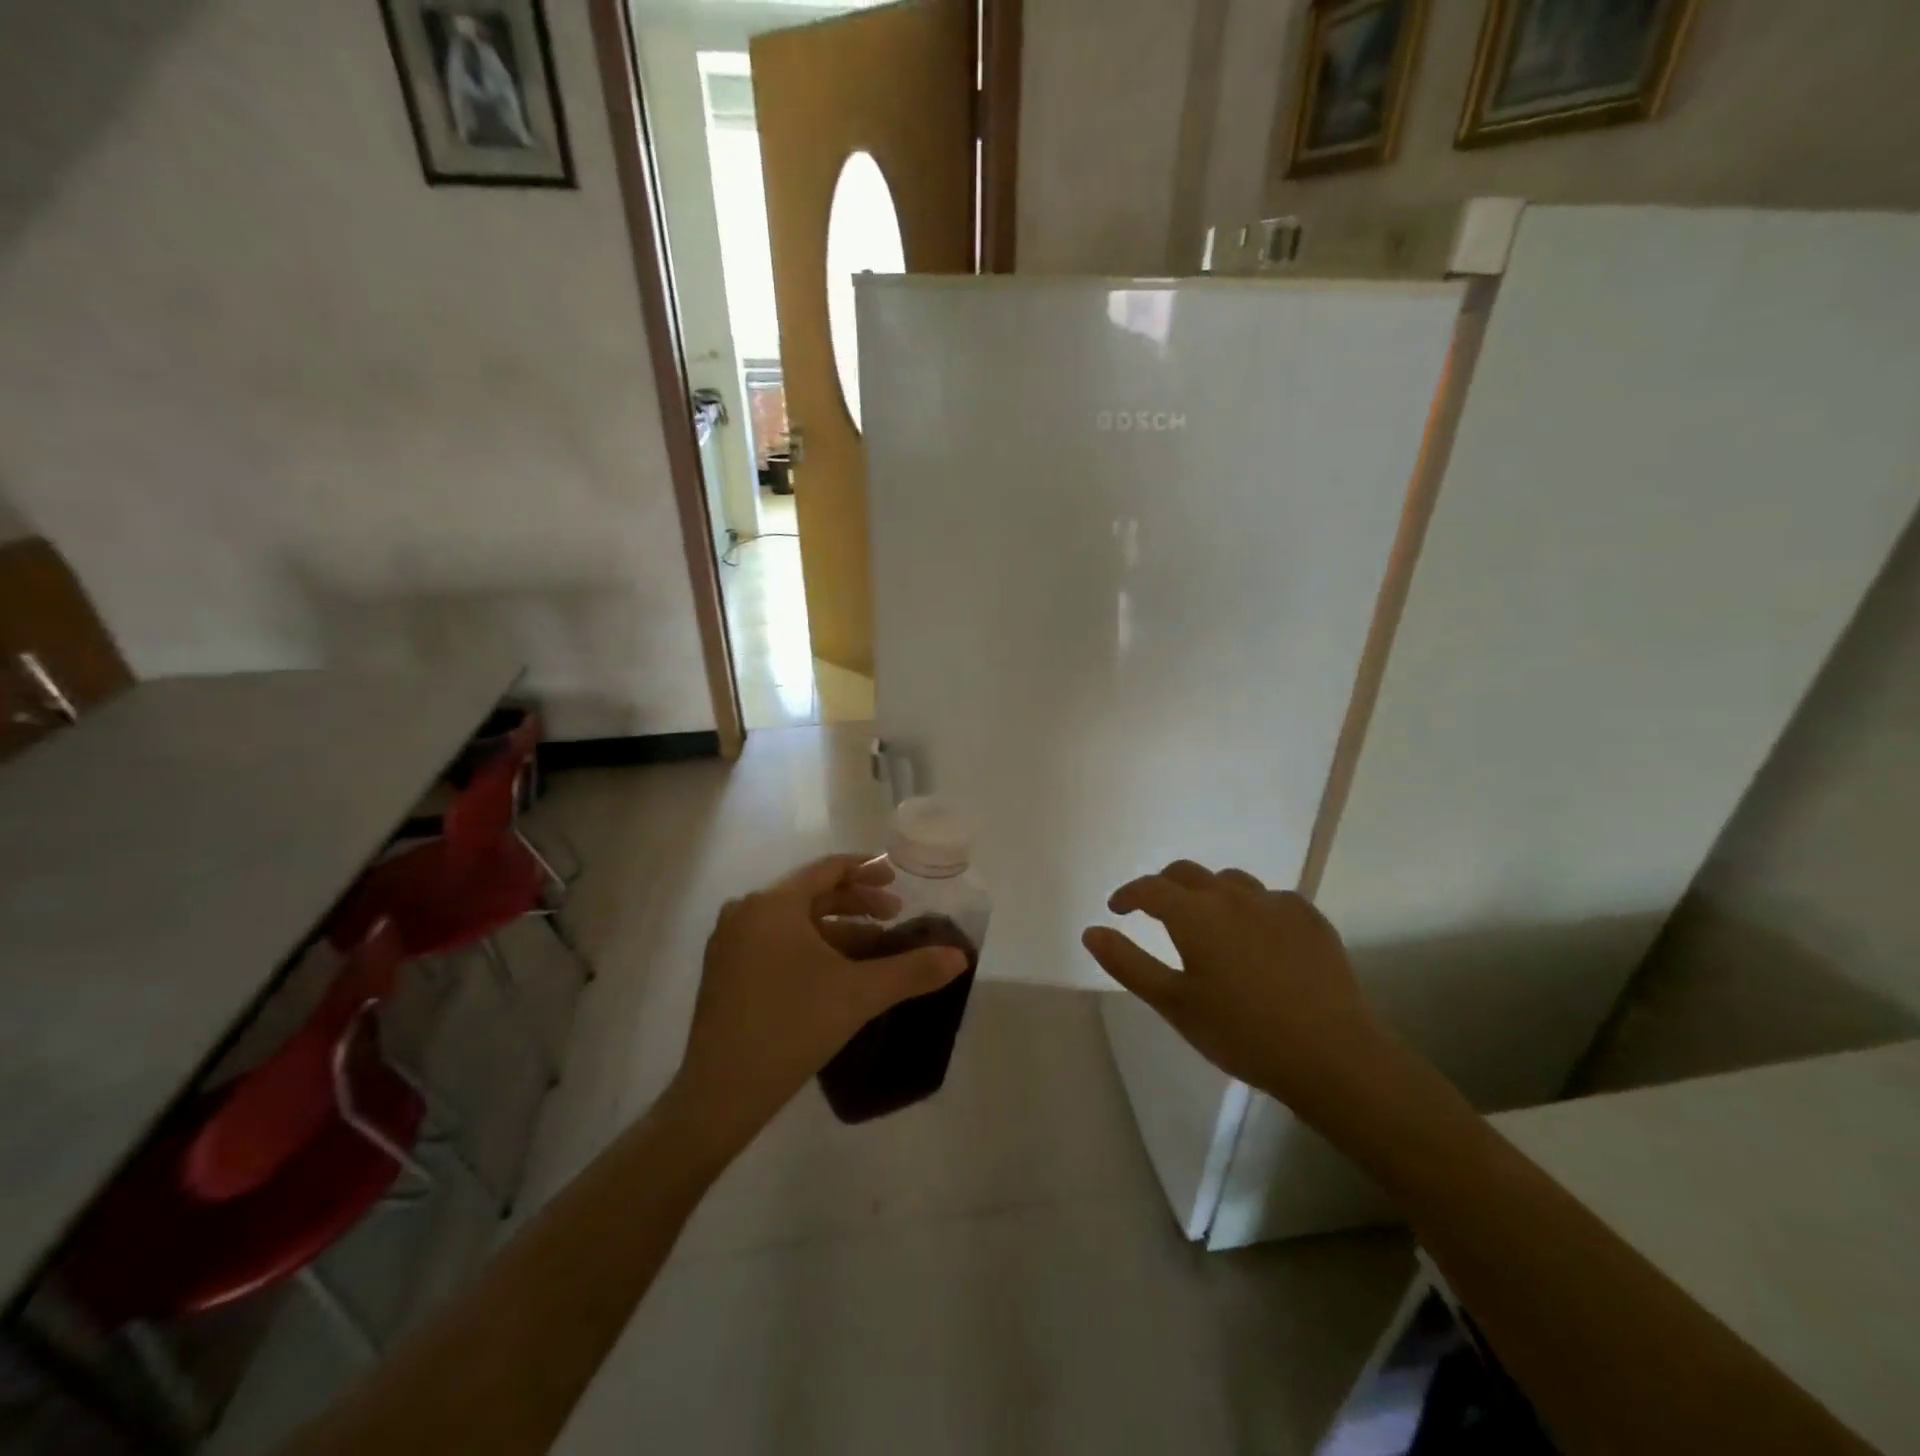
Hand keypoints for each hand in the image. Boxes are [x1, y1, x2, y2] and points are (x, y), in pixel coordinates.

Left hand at [673, 854, 969, 1143]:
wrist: (720, 1094)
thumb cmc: (792, 1027)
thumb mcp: (860, 994)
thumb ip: (912, 970)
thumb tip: (960, 958)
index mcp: (773, 903)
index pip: (828, 869)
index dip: (867, 871)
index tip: (897, 882)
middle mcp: (746, 911)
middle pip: (811, 893)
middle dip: (856, 903)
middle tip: (894, 917)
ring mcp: (730, 942)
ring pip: (794, 922)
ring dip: (837, 929)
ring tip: (874, 948)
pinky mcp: (725, 972)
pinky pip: (776, 942)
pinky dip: (811, 948)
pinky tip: (837, 972)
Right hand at [1082, 860, 1398, 1120]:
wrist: (1332, 1054)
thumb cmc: (1241, 1033)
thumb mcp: (1174, 1004)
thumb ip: (1128, 963)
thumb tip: (1091, 931)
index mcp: (1194, 914)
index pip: (1150, 888)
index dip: (1128, 894)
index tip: (1117, 909)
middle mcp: (1232, 896)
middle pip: (1188, 873)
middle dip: (1164, 885)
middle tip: (1155, 910)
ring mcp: (1275, 903)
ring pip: (1231, 882)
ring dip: (1209, 893)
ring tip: (1208, 922)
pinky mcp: (1310, 918)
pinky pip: (1271, 900)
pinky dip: (1252, 909)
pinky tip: (1259, 938)